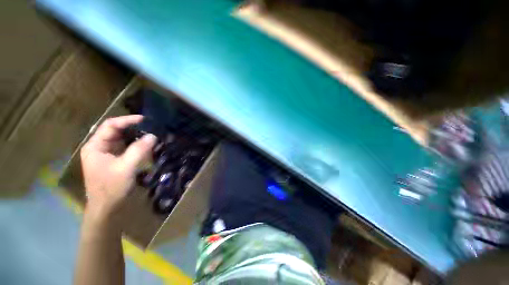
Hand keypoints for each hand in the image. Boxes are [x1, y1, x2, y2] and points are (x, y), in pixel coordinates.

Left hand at [80, 115, 156, 218]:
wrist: (107, 208)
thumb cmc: (112, 188)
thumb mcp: (126, 168)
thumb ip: (139, 150)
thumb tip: (153, 135)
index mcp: (95, 146)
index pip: (110, 126)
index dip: (127, 120)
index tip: (145, 119)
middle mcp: (99, 147)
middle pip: (116, 131)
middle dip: (133, 128)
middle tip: (151, 127)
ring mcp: (106, 154)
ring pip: (122, 139)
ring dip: (136, 136)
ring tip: (151, 134)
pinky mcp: (114, 160)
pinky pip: (126, 148)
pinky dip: (136, 145)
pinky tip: (147, 146)